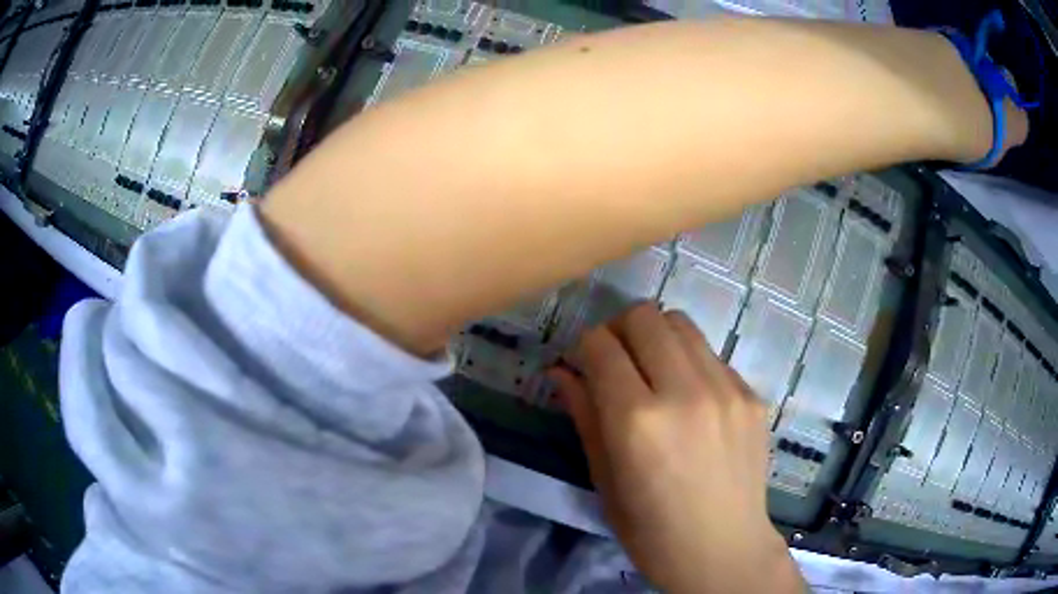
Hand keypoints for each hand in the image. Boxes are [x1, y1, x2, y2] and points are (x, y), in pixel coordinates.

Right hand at [549, 304, 804, 592]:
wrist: (723, 549)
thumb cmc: (651, 530)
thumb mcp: (605, 480)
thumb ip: (584, 416)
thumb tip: (561, 372)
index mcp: (637, 420)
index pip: (600, 344)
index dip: (584, 348)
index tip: (584, 365)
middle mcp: (685, 391)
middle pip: (644, 316)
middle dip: (620, 331)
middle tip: (617, 363)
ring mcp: (726, 389)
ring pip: (681, 323)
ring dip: (657, 338)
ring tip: (654, 374)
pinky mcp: (751, 395)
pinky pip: (711, 355)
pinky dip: (690, 362)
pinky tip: (691, 401)